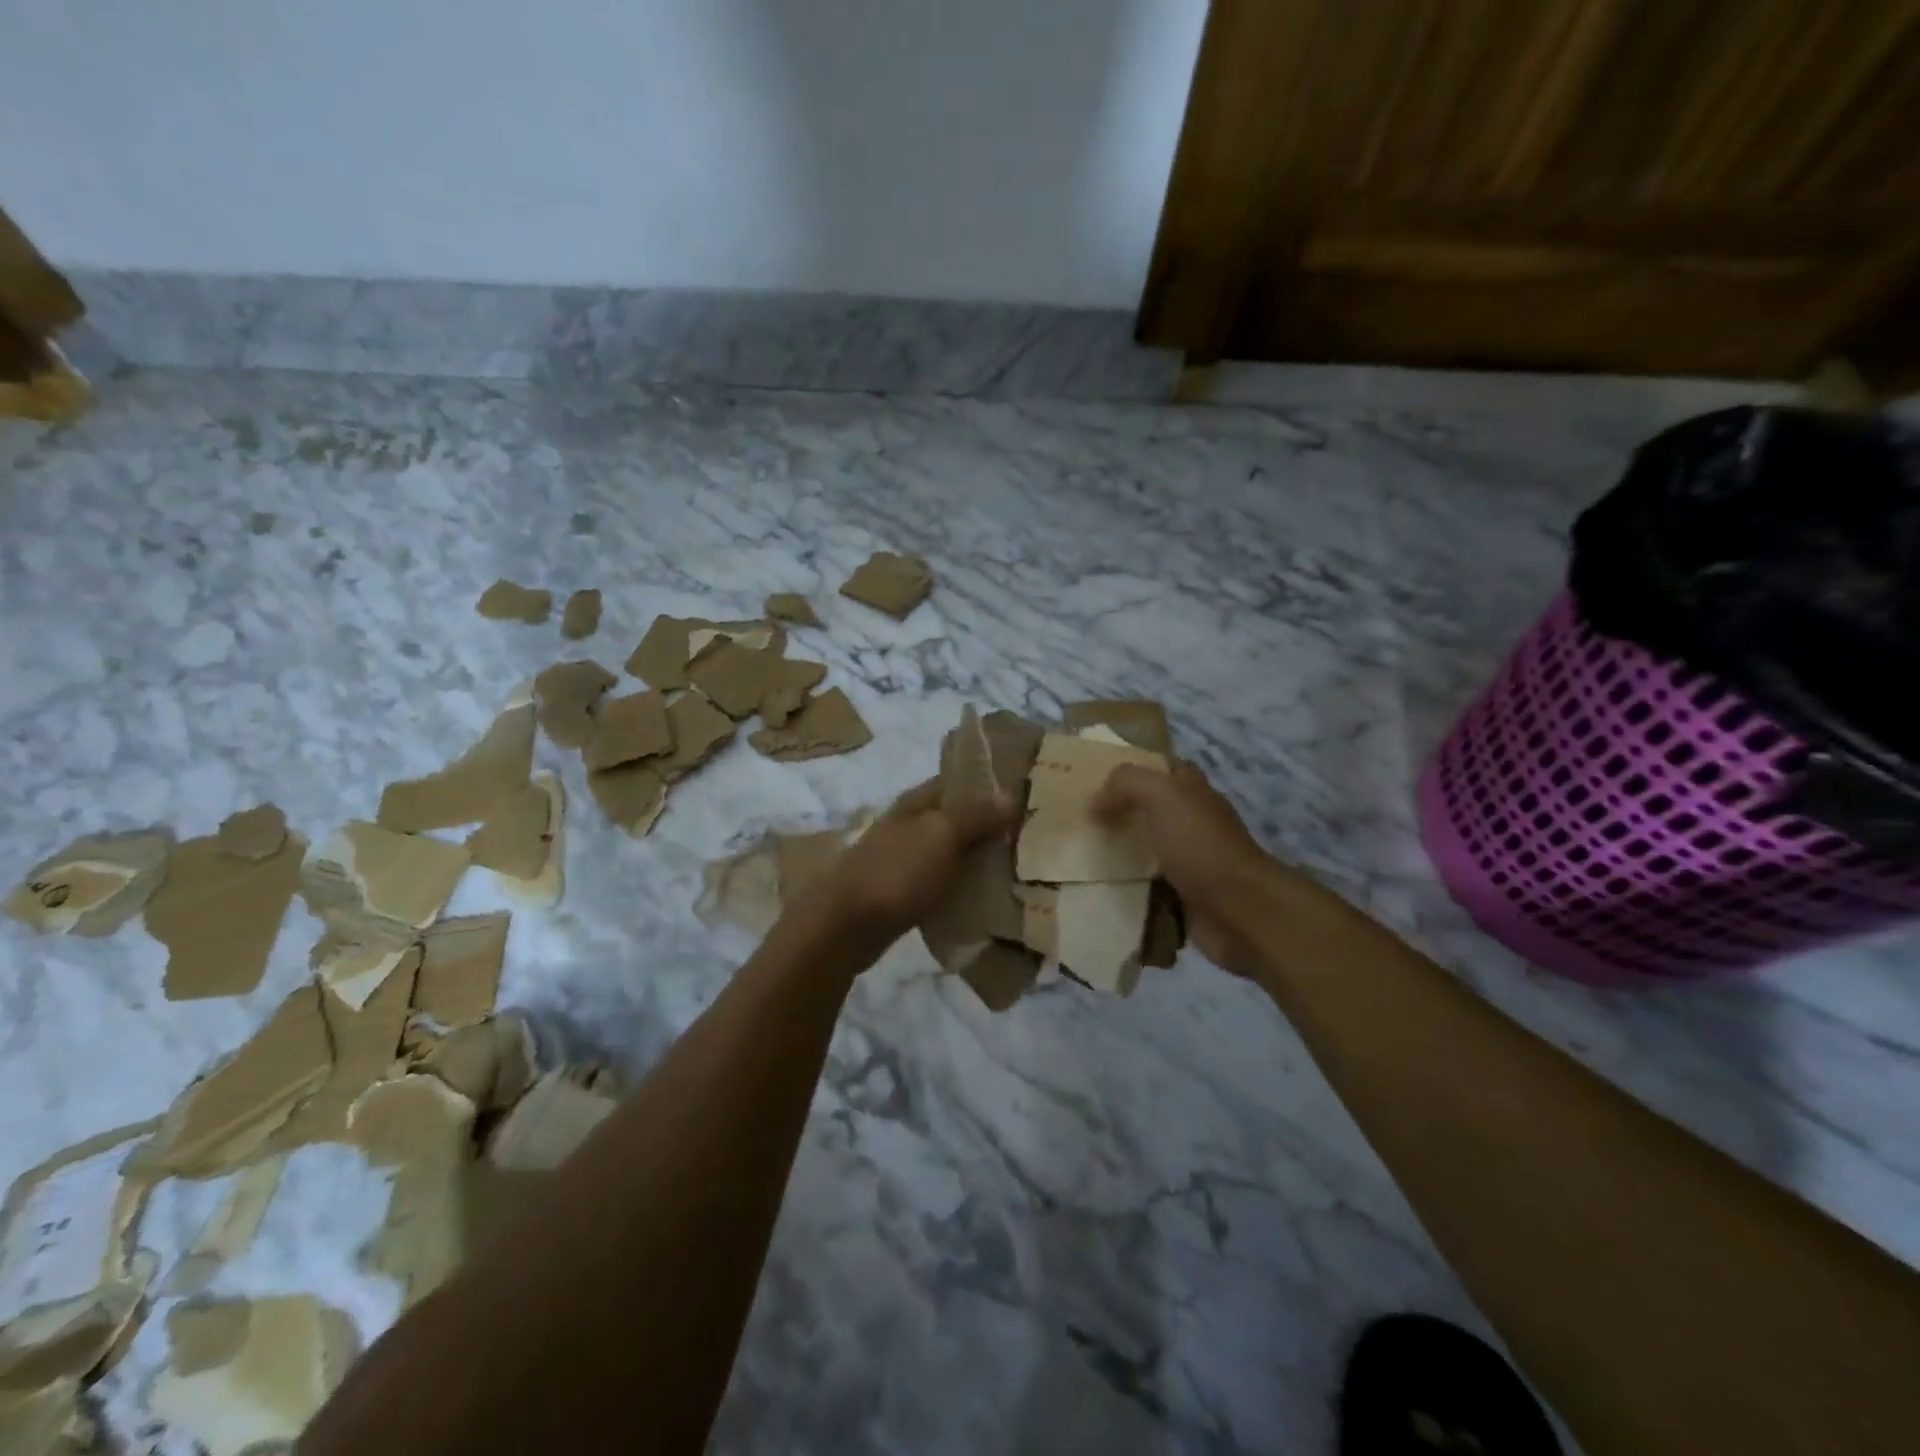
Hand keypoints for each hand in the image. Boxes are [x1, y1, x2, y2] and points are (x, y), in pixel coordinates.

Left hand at [797, 778, 1015, 948]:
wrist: (845, 926)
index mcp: (917, 802)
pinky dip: (963, 887)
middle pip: (958, 818)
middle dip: (991, 825)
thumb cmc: (897, 872)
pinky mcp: (904, 892)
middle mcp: (910, 825)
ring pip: (952, 852)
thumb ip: (976, 815)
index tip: (1028, 794)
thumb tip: (1010, 795)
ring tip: (1020, 869)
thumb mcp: (942, 835)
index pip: (959, 780)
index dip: (991, 784)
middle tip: (1033, 837)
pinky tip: (988, 899)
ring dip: (979, 859)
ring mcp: (905, 859)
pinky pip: (943, 882)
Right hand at [1092, 760, 1286, 978]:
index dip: (1136, 767)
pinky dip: (1128, 888)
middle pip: (1152, 809)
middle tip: (1080, 817)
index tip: (1098, 776)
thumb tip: (1096, 802)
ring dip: (1120, 852)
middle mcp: (1194, 823)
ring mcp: (1191, 861)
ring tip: (1080, 853)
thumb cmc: (1201, 845)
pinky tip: (1100, 888)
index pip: (1165, 768)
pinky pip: (1148, 887)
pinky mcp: (1183, 897)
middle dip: (1121, 811)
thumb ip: (1127, 784)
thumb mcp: (1163, 796)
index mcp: (1194, 793)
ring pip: (1148, 849)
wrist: (1238, 912)